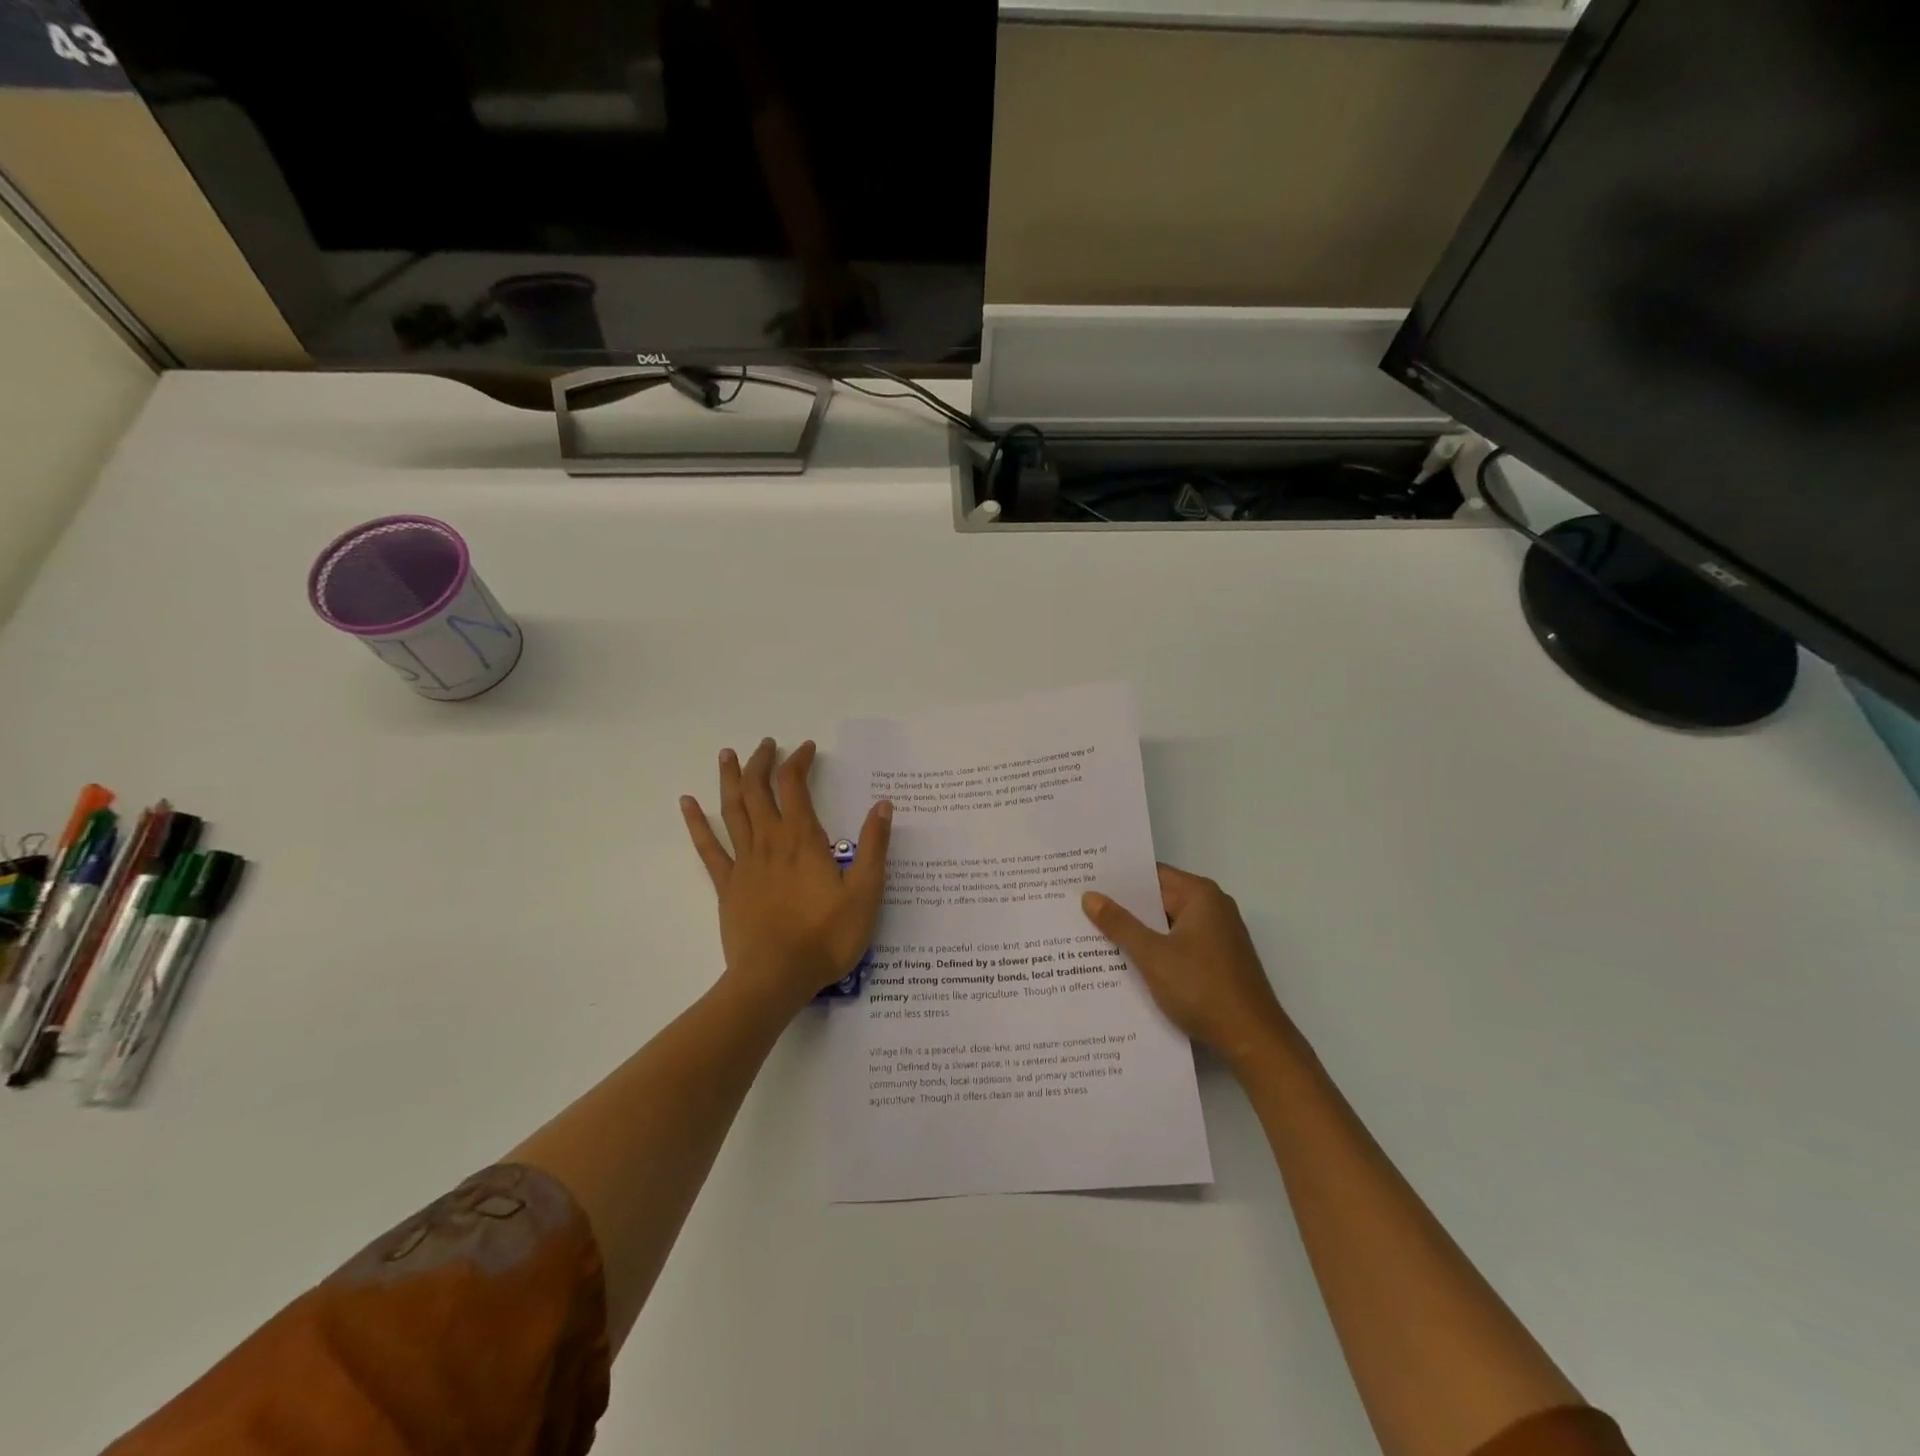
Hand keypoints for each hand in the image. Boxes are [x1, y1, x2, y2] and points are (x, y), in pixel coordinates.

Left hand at [681, 738, 892, 1016]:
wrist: (775, 978)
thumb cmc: (826, 937)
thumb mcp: (865, 893)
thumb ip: (873, 846)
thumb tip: (883, 805)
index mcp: (803, 840)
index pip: (795, 785)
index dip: (799, 761)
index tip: (807, 748)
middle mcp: (770, 842)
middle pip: (758, 790)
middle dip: (762, 762)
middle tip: (767, 744)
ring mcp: (744, 863)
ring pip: (732, 810)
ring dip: (730, 779)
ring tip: (728, 754)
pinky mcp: (727, 886)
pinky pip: (708, 847)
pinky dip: (697, 823)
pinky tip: (687, 803)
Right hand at [1082, 864, 1291, 1069]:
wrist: (1252, 1041)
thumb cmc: (1202, 988)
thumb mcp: (1152, 955)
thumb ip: (1119, 924)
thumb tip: (1090, 896)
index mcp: (1200, 895)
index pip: (1151, 875)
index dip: (1118, 878)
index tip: (1085, 879)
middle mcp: (1212, 908)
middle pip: (1159, 899)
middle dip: (1123, 907)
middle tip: (1080, 906)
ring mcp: (1217, 936)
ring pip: (1166, 925)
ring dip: (1138, 931)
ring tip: (1093, 933)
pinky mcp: (1217, 961)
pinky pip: (1177, 945)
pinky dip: (1155, 949)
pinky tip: (1125, 961)